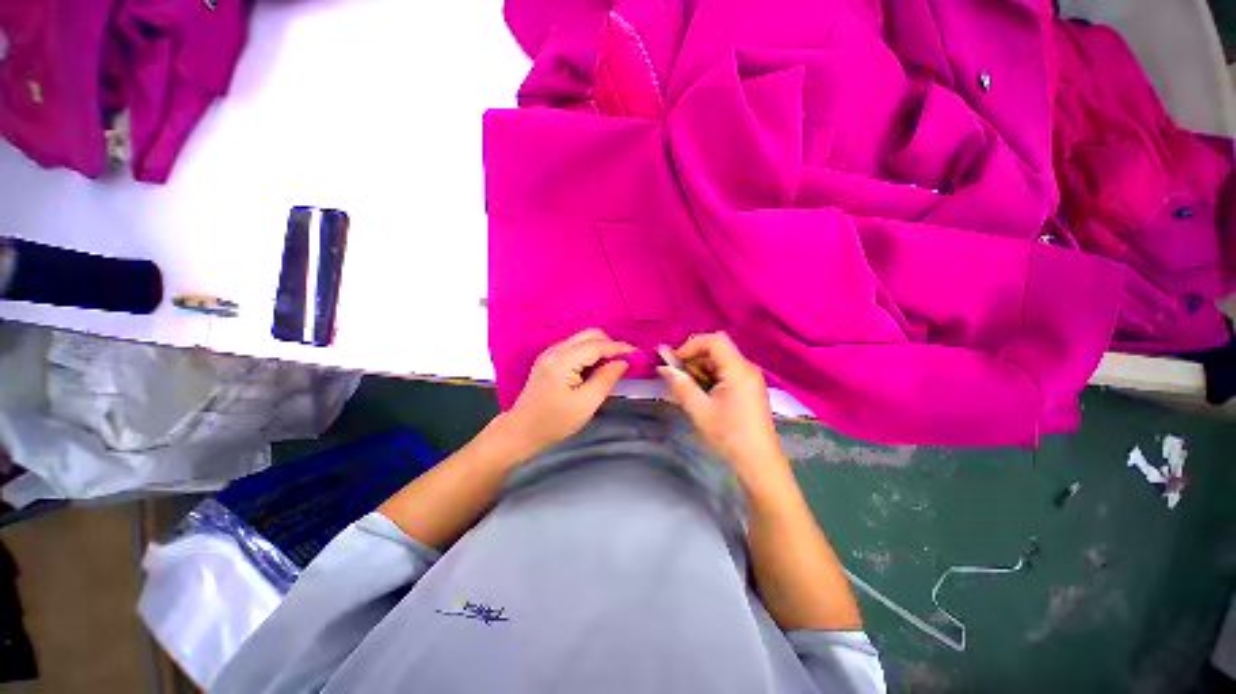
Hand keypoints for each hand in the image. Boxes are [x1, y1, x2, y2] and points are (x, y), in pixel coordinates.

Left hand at [498, 328, 634, 459]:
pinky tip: (595, 369)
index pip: (596, 345)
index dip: (619, 347)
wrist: (521, 431)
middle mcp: (555, 350)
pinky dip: (589, 354)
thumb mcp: (586, 404)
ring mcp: (550, 353)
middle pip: (589, 335)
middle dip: (609, 344)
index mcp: (563, 361)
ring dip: (600, 349)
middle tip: (623, 362)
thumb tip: (623, 362)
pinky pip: (575, 347)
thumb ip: (606, 379)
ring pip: (582, 339)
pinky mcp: (549, 359)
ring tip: (611, 367)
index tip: (637, 353)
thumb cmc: (555, 422)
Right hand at [657, 332, 786, 482]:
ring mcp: (750, 378)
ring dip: (700, 368)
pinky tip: (701, 393)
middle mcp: (747, 368)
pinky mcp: (749, 388)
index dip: (691, 345)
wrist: (759, 463)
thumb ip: (681, 385)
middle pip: (717, 349)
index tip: (675, 362)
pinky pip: (726, 372)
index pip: (714, 340)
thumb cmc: (729, 436)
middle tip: (677, 376)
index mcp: (738, 370)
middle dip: (694, 358)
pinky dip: (710, 376)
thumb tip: (663, 367)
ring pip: (720, 360)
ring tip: (687, 387)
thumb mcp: (700, 410)